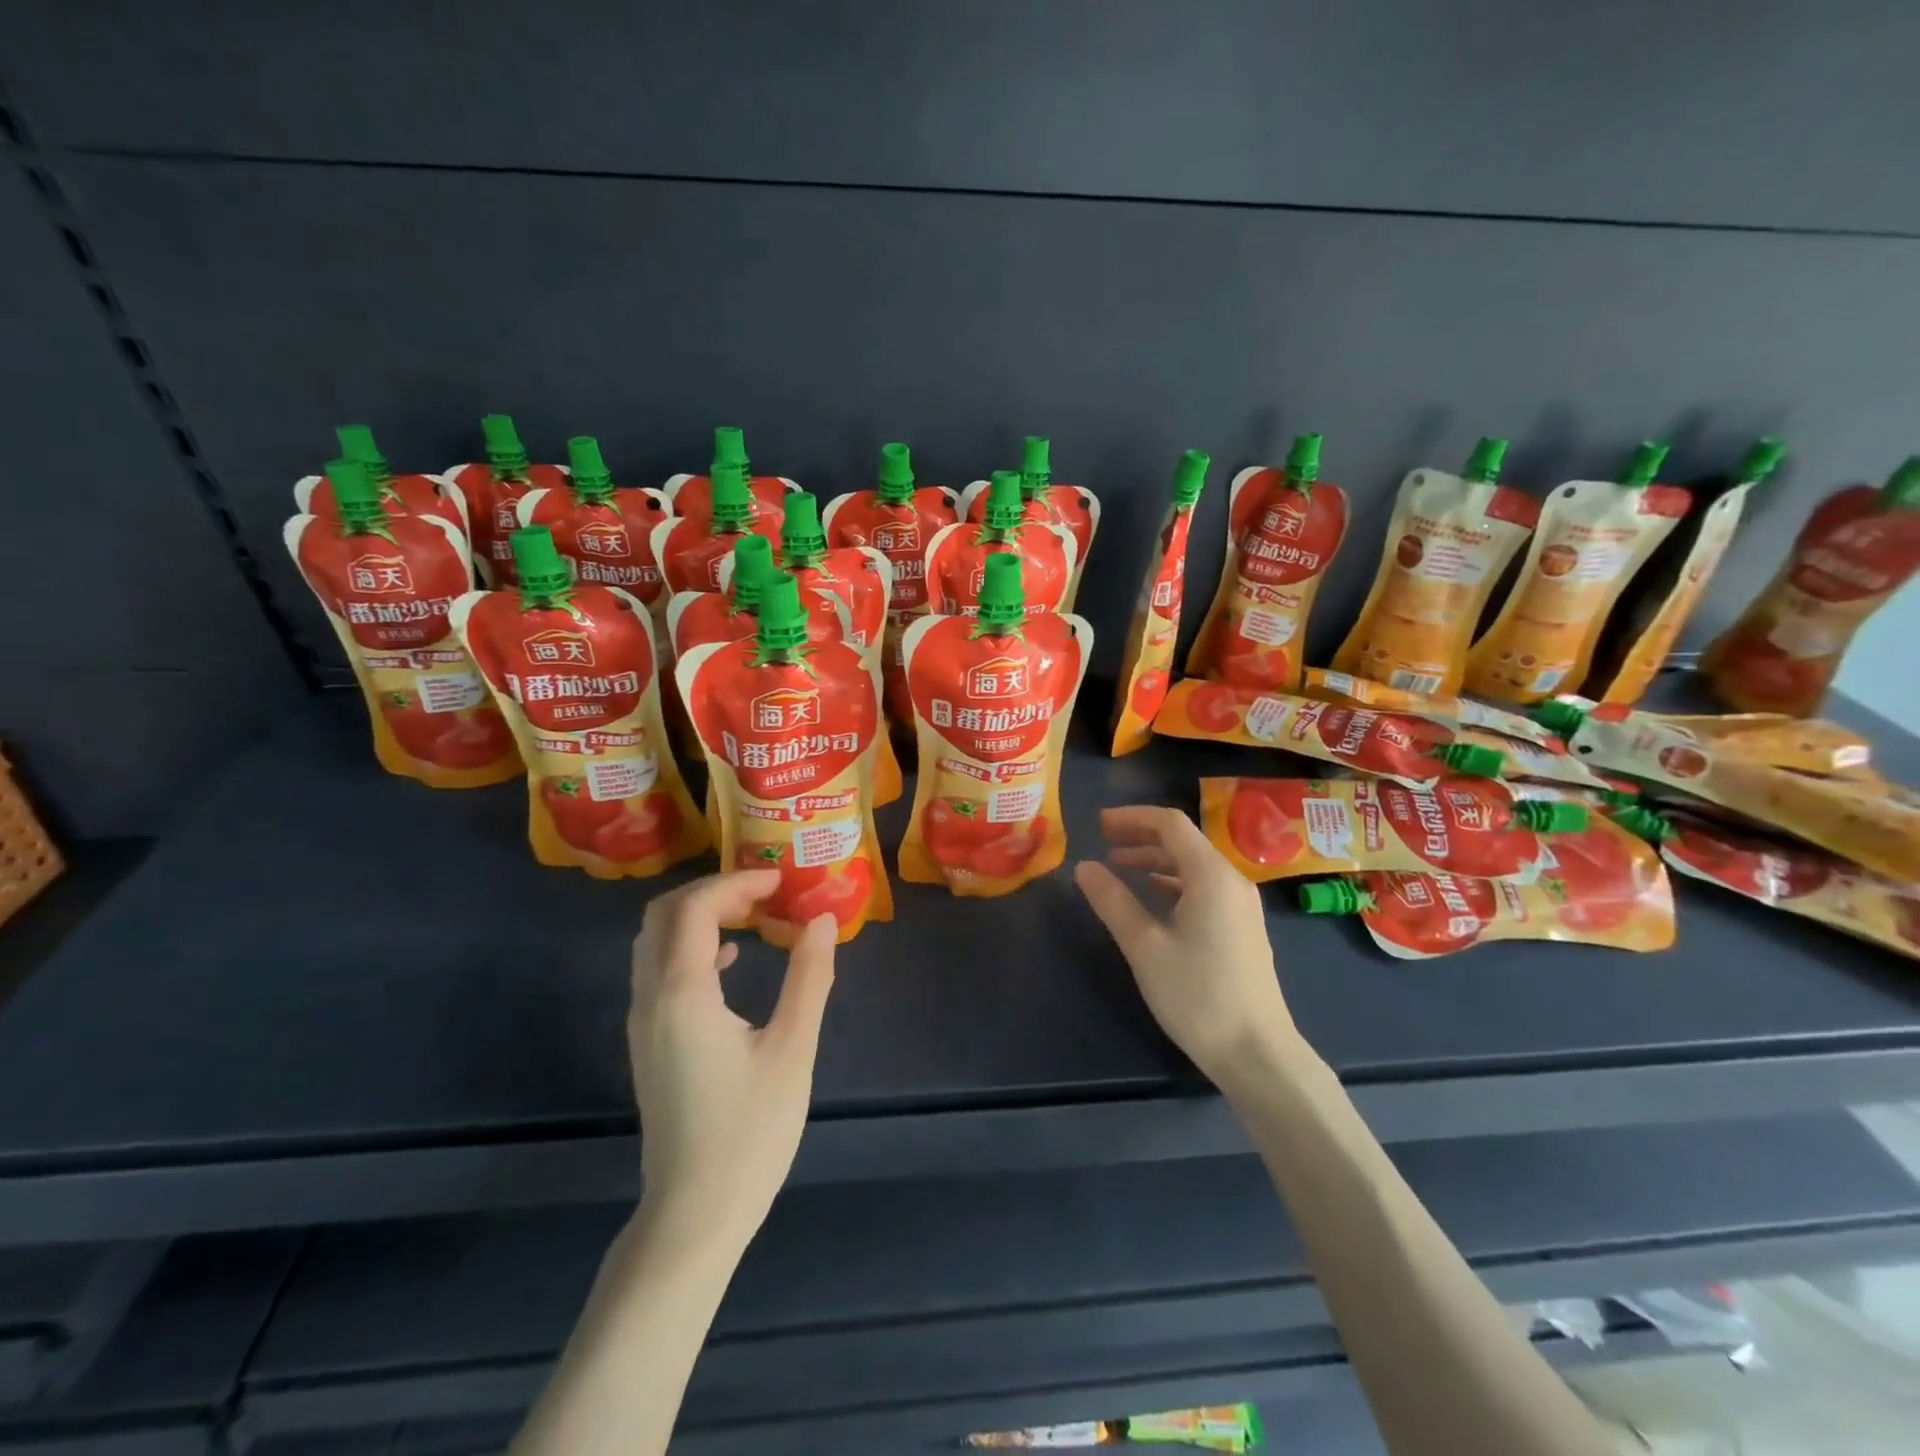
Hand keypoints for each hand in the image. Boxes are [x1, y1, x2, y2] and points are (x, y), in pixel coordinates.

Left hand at [627, 871, 835, 1248]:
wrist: (693, 1215)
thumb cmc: (749, 1132)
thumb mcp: (792, 1049)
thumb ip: (808, 977)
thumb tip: (824, 920)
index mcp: (683, 993)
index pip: (695, 908)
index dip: (736, 882)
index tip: (780, 880)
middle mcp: (651, 998)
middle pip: (663, 914)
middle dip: (712, 890)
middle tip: (763, 891)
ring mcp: (643, 1022)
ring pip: (655, 941)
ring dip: (698, 915)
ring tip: (751, 913)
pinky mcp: (648, 1042)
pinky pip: (658, 969)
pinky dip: (690, 945)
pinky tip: (730, 960)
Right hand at [1074, 806, 1299, 1088]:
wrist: (1257, 1053)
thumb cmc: (1197, 995)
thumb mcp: (1144, 946)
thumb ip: (1113, 901)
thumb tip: (1084, 867)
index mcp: (1211, 875)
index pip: (1170, 824)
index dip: (1132, 817)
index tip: (1098, 824)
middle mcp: (1231, 881)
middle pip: (1183, 841)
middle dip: (1141, 836)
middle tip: (1102, 842)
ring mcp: (1241, 905)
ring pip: (1194, 865)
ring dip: (1155, 860)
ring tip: (1118, 866)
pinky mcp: (1242, 928)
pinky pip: (1204, 887)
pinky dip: (1173, 881)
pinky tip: (1151, 896)